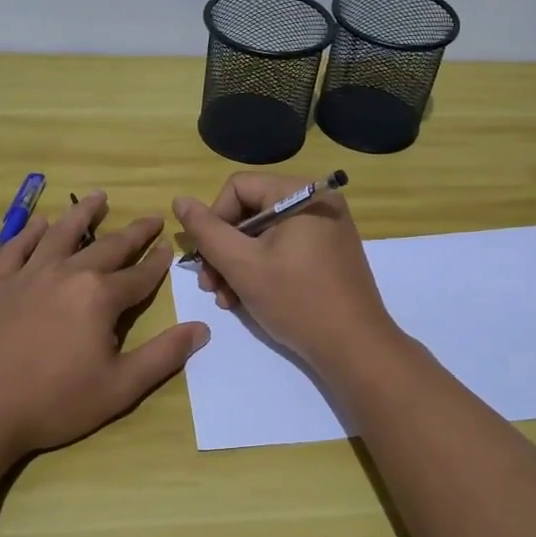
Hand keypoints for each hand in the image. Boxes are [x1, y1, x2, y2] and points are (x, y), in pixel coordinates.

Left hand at [0, 192, 207, 459]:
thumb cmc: (53, 402)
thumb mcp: (119, 388)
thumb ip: (163, 356)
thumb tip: (202, 329)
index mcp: (100, 297)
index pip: (139, 275)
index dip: (158, 263)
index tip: (169, 247)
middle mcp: (67, 274)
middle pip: (108, 247)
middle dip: (134, 232)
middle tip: (151, 218)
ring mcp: (28, 274)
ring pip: (62, 234)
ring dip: (84, 214)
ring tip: (99, 197)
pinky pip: (17, 247)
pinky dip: (31, 231)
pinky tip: (39, 222)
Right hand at [173, 173, 399, 373]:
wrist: (355, 348)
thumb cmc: (297, 300)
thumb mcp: (242, 265)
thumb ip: (206, 231)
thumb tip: (180, 200)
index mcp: (301, 192)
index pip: (238, 188)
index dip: (214, 221)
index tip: (207, 259)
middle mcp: (317, 201)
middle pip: (250, 211)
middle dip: (224, 250)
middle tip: (210, 286)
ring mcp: (327, 228)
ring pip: (264, 234)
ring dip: (237, 264)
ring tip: (226, 299)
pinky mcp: (330, 253)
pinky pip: (285, 249)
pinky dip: (262, 270)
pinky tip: (246, 299)